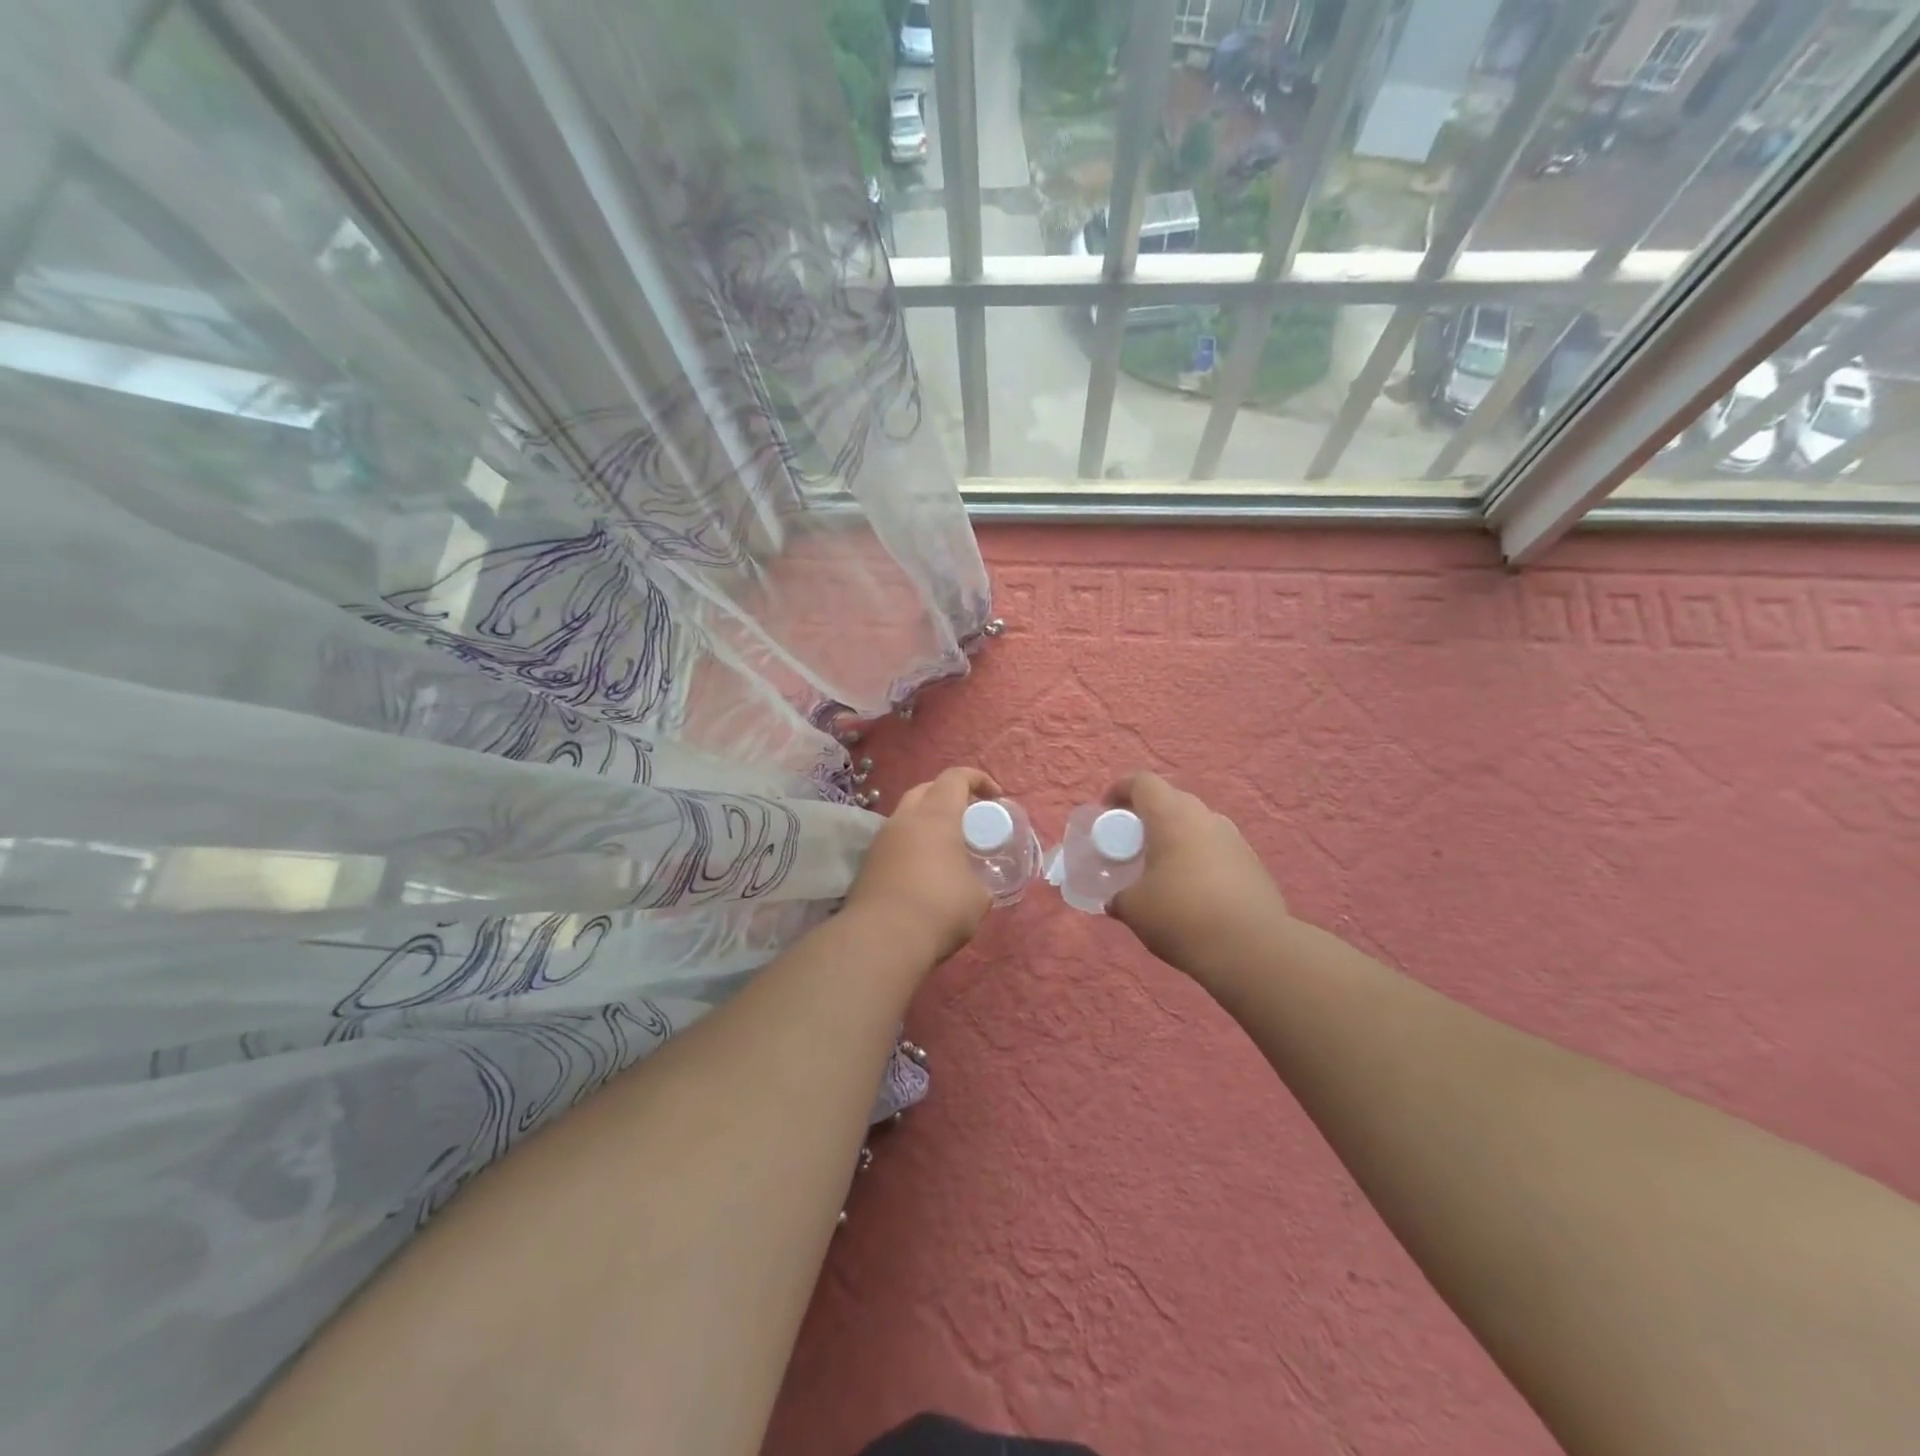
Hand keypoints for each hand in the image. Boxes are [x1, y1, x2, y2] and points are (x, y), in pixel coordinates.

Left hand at [843, 766, 999, 966]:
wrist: (881, 939)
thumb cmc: (940, 909)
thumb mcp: (978, 897)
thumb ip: (979, 880)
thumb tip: (973, 884)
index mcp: (936, 816)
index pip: (955, 777)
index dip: (977, 779)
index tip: (995, 797)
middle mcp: (905, 819)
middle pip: (926, 789)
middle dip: (949, 796)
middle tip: (968, 819)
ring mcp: (881, 840)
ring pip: (906, 815)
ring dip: (927, 822)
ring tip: (946, 847)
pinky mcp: (867, 863)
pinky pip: (894, 841)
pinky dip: (911, 845)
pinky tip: (923, 870)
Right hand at [1104, 772, 1288, 987]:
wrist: (1252, 950)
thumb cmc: (1181, 916)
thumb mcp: (1134, 909)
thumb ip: (1120, 897)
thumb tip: (1117, 900)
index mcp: (1172, 816)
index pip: (1143, 782)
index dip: (1120, 790)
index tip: (1107, 809)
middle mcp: (1206, 818)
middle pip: (1172, 801)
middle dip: (1149, 816)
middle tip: (1132, 842)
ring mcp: (1235, 840)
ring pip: (1198, 826)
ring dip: (1177, 838)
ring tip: (1163, 869)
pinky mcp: (1254, 865)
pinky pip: (1217, 850)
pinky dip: (1200, 860)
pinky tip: (1193, 892)